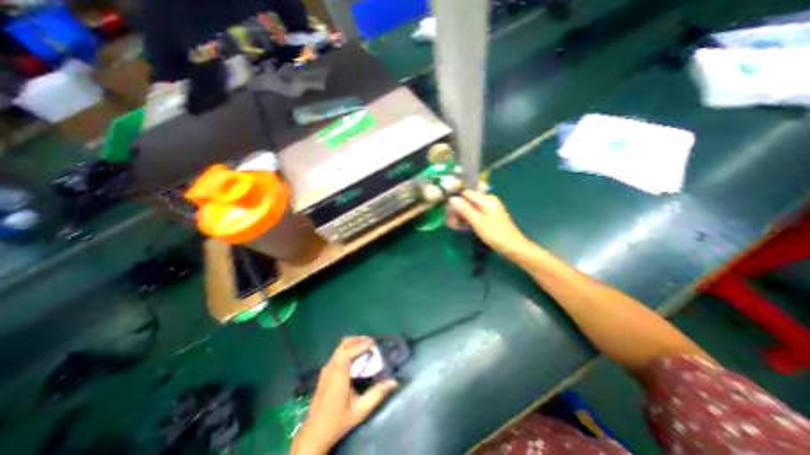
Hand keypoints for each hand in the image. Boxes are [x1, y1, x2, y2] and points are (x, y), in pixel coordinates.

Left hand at [295, 336, 401, 453]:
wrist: (314, 434)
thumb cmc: (338, 421)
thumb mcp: (360, 409)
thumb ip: (377, 394)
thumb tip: (394, 382)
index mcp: (339, 372)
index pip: (350, 349)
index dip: (363, 343)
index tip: (375, 344)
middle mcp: (331, 366)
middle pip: (344, 343)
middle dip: (359, 340)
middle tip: (371, 345)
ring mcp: (326, 369)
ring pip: (340, 347)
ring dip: (353, 344)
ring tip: (365, 350)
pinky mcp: (324, 373)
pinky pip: (337, 354)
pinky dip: (348, 350)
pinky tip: (355, 360)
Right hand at [446, 190, 528, 257]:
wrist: (514, 248)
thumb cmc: (496, 234)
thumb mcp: (478, 222)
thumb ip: (465, 209)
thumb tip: (452, 198)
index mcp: (487, 199)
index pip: (466, 194)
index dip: (455, 201)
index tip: (446, 210)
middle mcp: (488, 201)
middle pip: (467, 201)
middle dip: (457, 210)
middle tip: (449, 222)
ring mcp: (489, 209)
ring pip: (470, 209)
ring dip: (461, 216)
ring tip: (453, 226)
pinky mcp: (488, 217)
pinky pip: (474, 215)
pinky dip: (467, 220)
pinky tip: (461, 227)